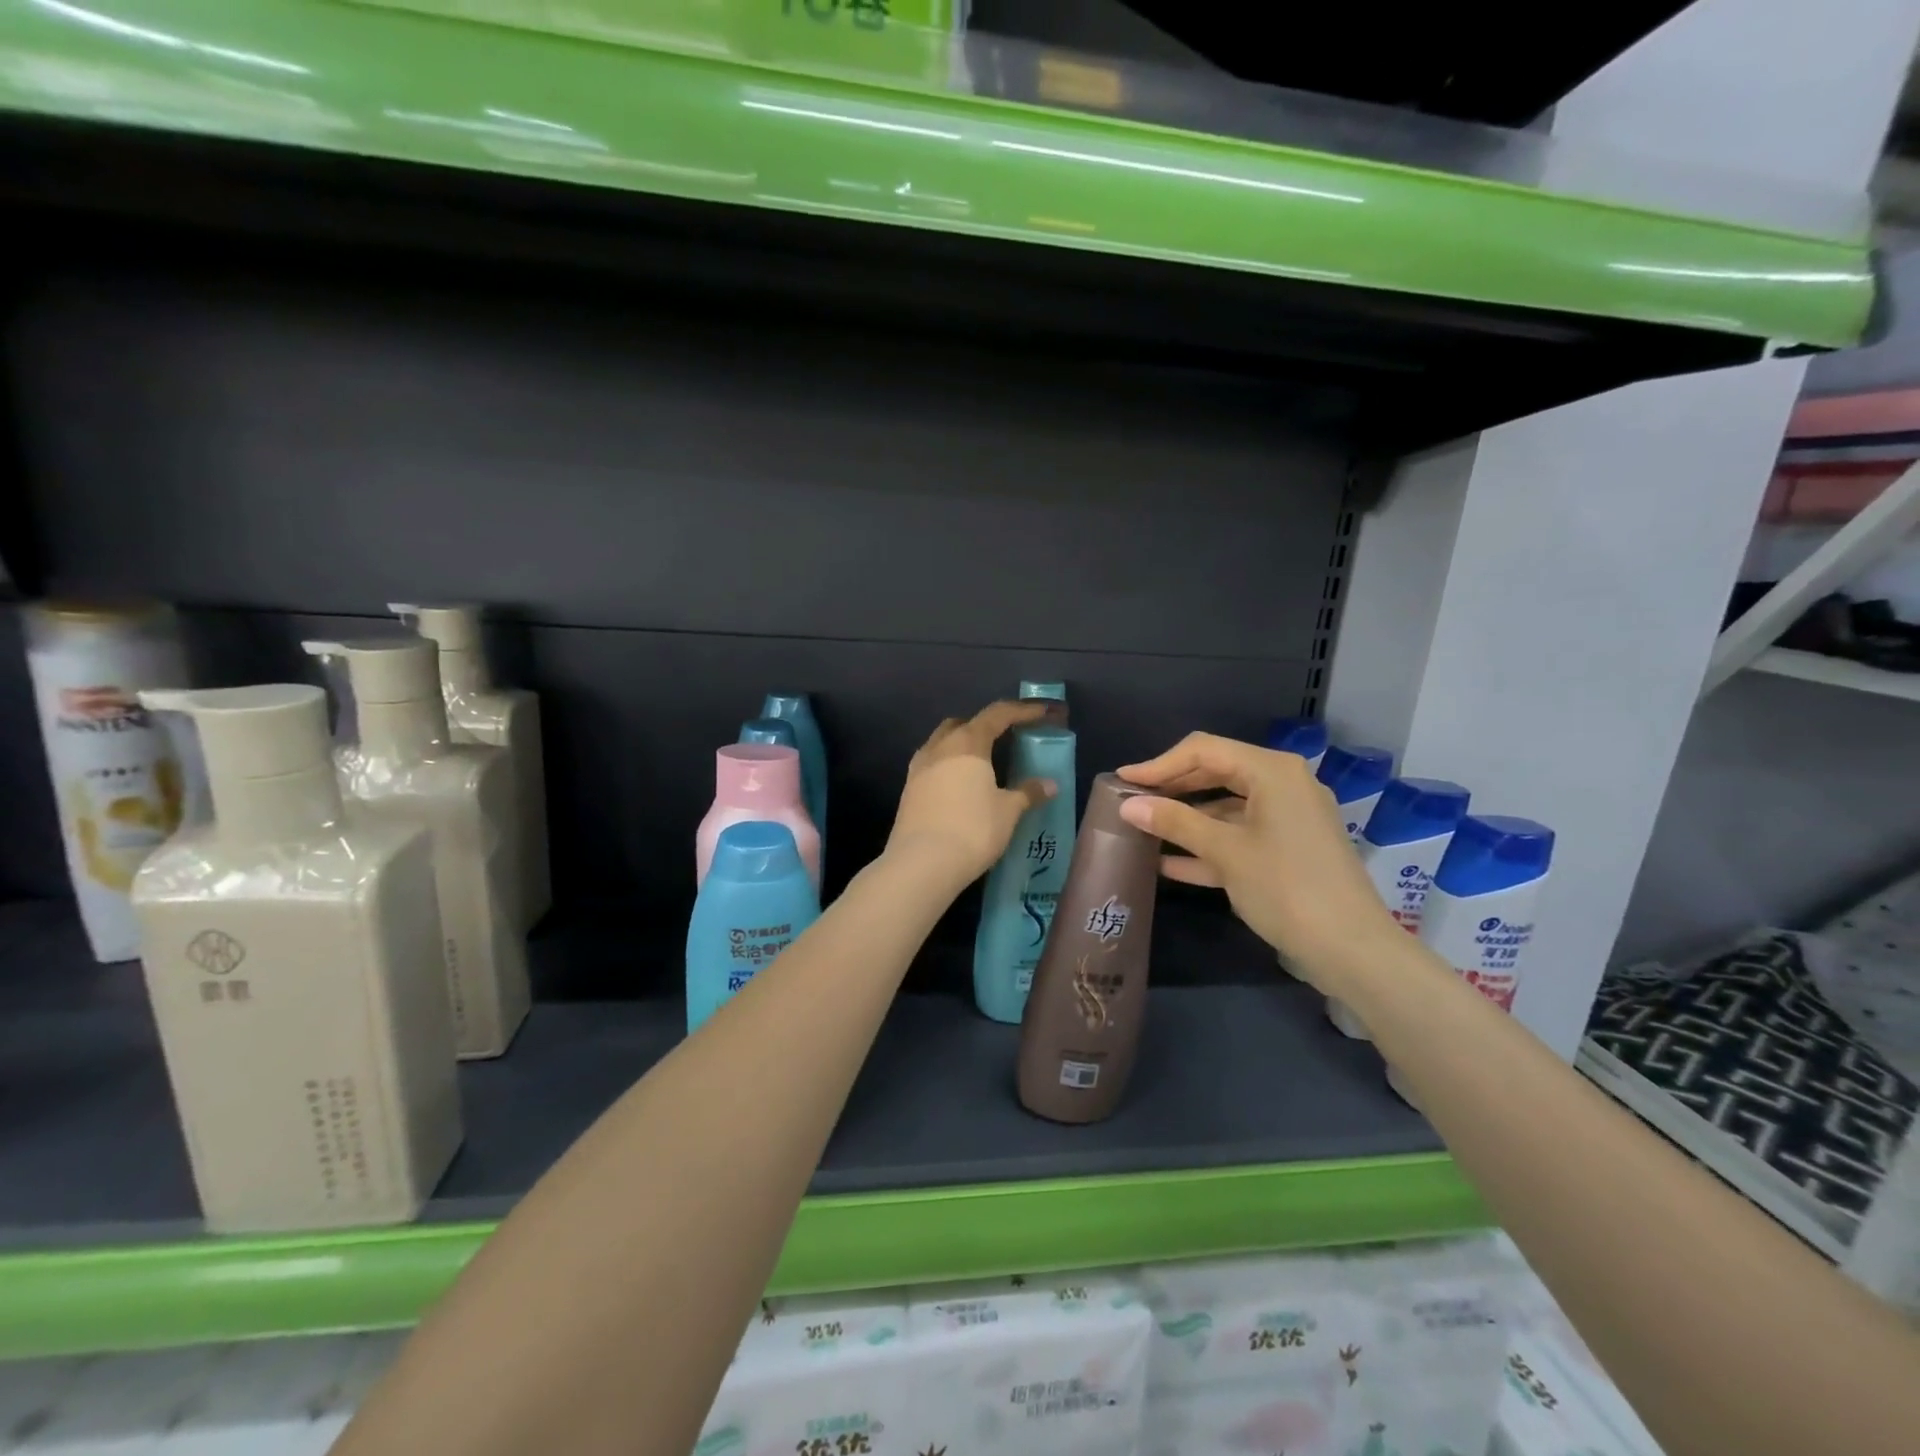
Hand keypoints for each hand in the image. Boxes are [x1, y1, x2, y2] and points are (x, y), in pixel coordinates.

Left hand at [887, 702, 1056, 883]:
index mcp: (968, 743)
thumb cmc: (972, 829)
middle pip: (963, 724)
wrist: (922, 863)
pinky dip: (948, 766)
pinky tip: (959, 786)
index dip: (1021, 710)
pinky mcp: (908, 790)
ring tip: (982, 763)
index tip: (1041, 712)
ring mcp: (919, 768)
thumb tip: (1049, 784)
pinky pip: (932, 765)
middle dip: (984, 725)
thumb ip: (1027, 793)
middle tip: (1005, 737)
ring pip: (942, 743)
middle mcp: (939, 747)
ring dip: (962, 745)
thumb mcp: (1008, 811)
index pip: (997, 714)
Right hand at [1115, 733, 1403, 991]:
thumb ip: (1175, 823)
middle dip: (1172, 789)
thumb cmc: (1286, 888)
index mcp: (1272, 771)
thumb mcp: (1225, 852)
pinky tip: (1169, 864)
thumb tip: (1128, 805)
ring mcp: (1288, 818)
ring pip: (1226, 808)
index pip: (1204, 751)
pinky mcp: (1289, 849)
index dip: (1159, 764)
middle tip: (1131, 803)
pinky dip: (1208, 845)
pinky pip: (1241, 836)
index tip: (1122, 781)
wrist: (1352, 950)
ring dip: (1186, 820)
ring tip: (1143, 831)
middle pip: (1216, 774)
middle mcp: (1283, 785)